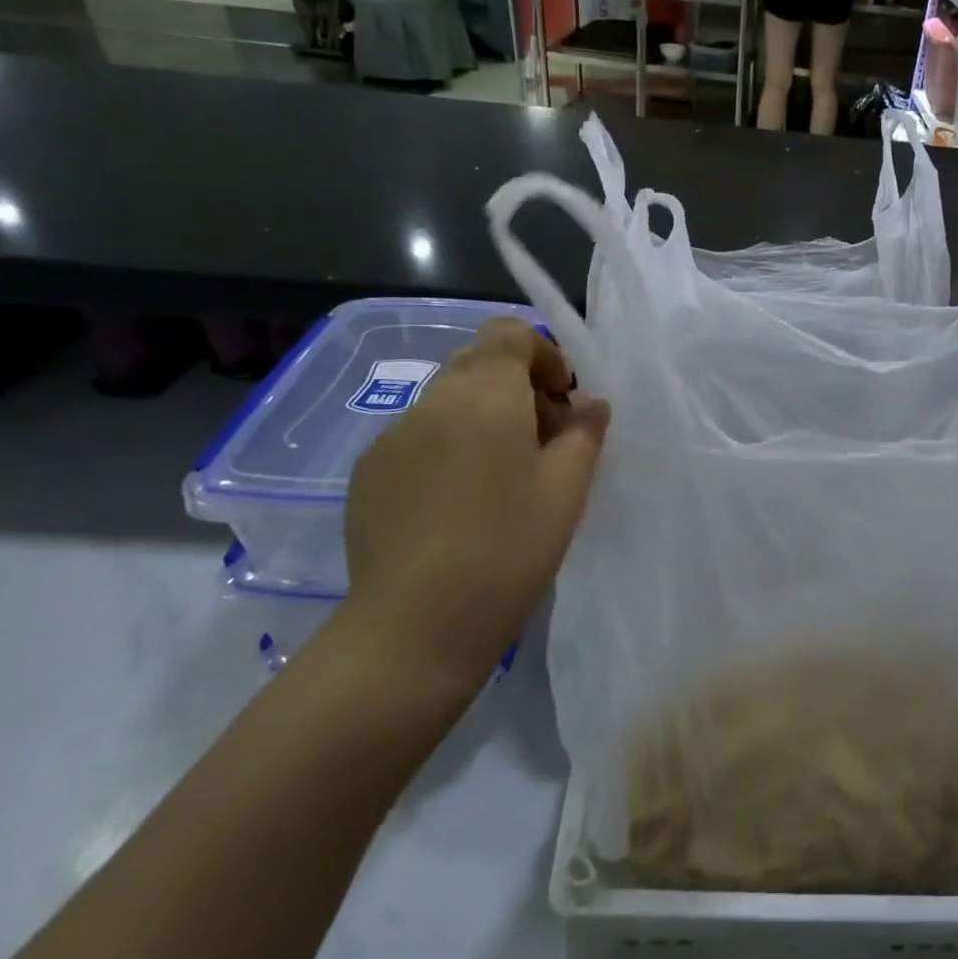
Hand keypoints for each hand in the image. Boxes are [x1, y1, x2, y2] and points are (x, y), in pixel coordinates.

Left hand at [342, 319, 609, 691]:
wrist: (415, 625)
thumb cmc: (509, 547)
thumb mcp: (567, 489)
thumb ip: (584, 433)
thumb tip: (589, 404)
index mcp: (485, 395)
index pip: (508, 333)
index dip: (542, 354)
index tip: (562, 399)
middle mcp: (432, 402)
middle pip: (477, 362)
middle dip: (516, 385)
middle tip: (542, 438)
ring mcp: (392, 437)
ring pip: (446, 400)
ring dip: (482, 416)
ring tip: (502, 474)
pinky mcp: (368, 473)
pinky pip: (418, 436)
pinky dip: (448, 445)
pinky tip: (459, 502)